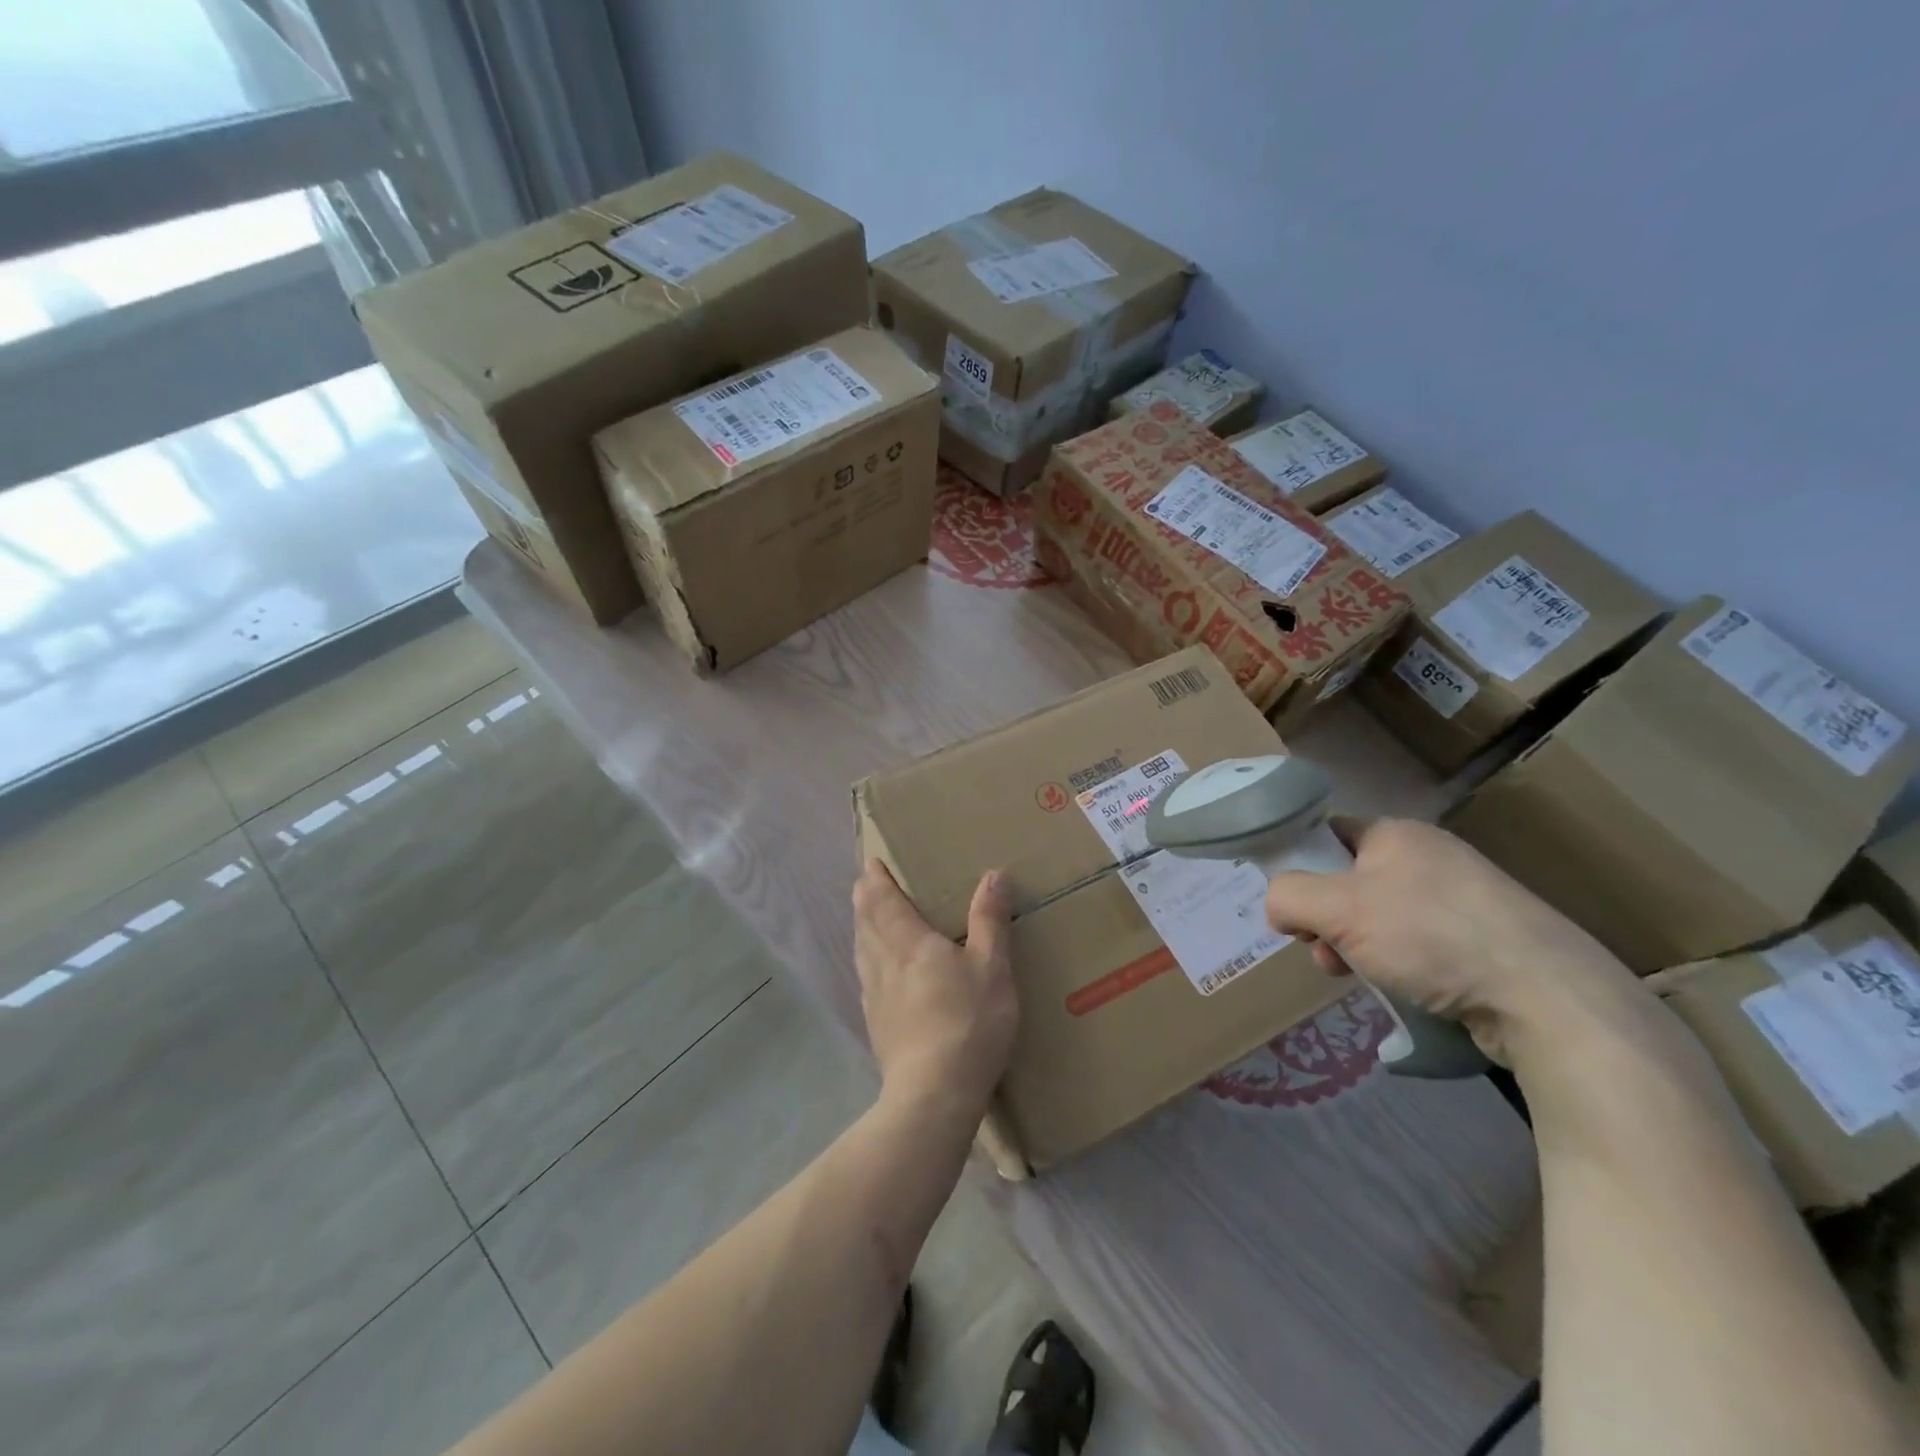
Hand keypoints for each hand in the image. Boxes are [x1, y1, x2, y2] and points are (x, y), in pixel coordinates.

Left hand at [853, 860, 1016, 1113]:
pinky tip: (879, 971)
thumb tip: (993, 875)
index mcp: (908, 942)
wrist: (933, 1094)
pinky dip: (868, 959)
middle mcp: (883, 962)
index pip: (881, 899)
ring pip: (861, 949)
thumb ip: (990, 921)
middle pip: (865, 921)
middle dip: (865, 898)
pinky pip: (865, 977)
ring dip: (864, 927)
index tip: (871, 862)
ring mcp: (873, 995)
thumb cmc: (967, 1023)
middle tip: (870, 883)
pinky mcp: (874, 1023)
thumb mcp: (993, 968)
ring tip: (872, 919)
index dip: (874, 878)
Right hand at [1264, 818, 1647, 1066]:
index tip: (1293, 910)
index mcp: (1397, 834)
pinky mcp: (1486, 941)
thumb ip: (1288, 896)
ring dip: (1357, 948)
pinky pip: (1419, 945)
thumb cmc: (1429, 936)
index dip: (1301, 867)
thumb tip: (1278, 907)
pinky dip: (1399, 966)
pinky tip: (1402, 991)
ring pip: (1382, 919)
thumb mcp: (1338, 909)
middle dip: (1327, 921)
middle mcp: (1430, 857)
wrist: (1546, 997)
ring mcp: (1463, 900)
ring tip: (1359, 979)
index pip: (1328, 835)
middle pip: (1350, 882)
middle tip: (1324, 955)